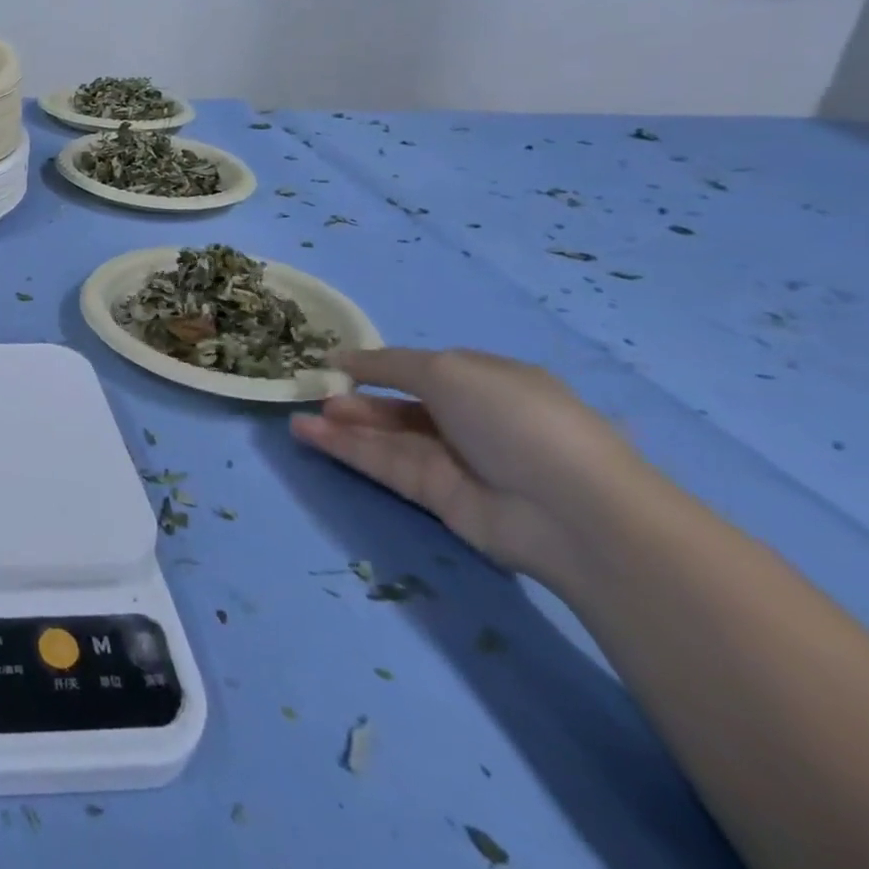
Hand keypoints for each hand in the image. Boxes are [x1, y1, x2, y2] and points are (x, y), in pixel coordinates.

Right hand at [289, 347, 651, 582]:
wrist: (570, 510)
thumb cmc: (513, 418)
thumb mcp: (447, 370)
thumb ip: (389, 364)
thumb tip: (343, 358)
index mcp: (485, 381)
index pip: (423, 368)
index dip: (379, 364)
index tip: (335, 362)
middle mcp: (469, 419)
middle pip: (400, 406)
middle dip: (357, 398)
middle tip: (313, 392)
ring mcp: (454, 460)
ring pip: (386, 436)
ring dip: (343, 425)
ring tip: (298, 416)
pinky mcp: (438, 496)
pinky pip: (384, 464)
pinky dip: (346, 449)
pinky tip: (309, 434)